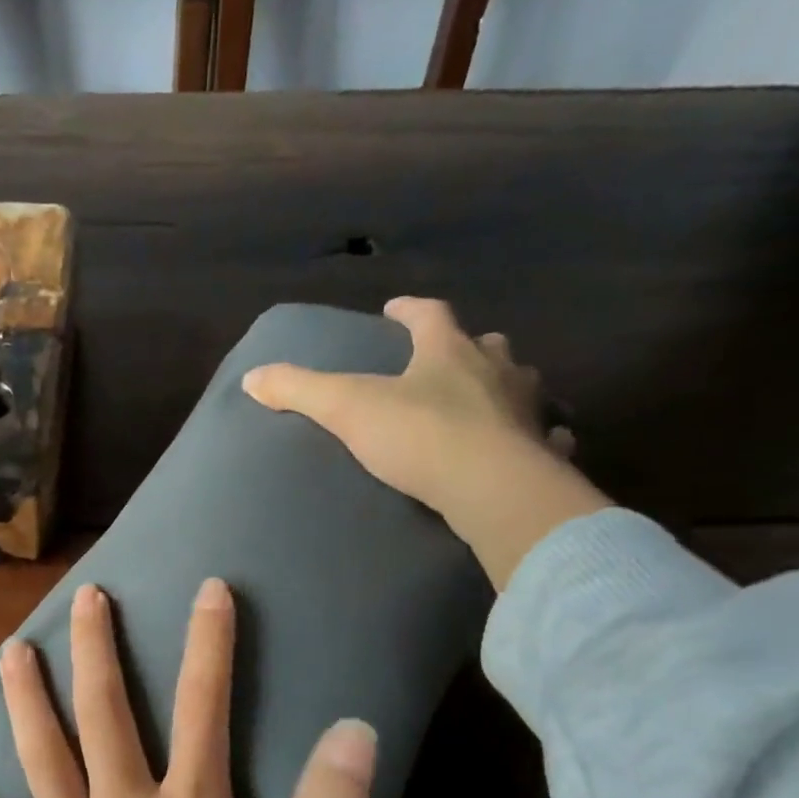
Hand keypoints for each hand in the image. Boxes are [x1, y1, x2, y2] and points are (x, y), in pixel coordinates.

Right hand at [242, 296, 609, 590]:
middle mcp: (495, 369)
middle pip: (484, 344)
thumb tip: (252, 378)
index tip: (394, 310)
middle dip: (465, 346)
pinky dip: (538, 434)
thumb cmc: (419, 436)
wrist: (491, 488)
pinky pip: (546, 434)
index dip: (410, 310)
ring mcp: (526, 409)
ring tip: (488, 399)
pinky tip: (532, 444)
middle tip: (447, 357)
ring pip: (520, 384)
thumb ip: (299, 390)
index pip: (430, 314)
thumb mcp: (347, 408)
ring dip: (504, 385)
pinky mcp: (543, 450)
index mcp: (449, 351)